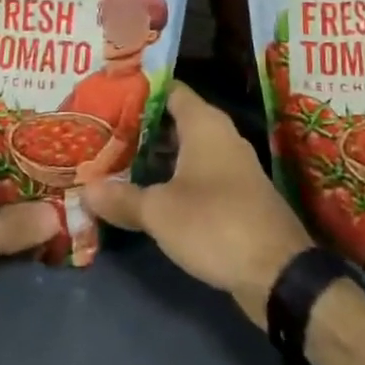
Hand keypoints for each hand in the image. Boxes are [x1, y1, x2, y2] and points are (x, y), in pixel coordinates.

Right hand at [81, 82, 310, 323]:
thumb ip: (121, 198)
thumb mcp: (159, 212)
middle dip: (139, 127)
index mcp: (204, 123)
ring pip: (185, 149)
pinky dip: (173, 177)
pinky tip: (147, 193)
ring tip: (115, 161)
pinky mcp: (237, 195)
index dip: (137, 91)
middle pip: (174, 120)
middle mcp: (221, 136)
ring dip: (155, 155)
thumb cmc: (215, 223)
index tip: (106, 97)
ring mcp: (232, 166)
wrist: (279, 274)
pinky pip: (198, 174)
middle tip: (101, 133)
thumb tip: (85, 190)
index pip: (167, 90)